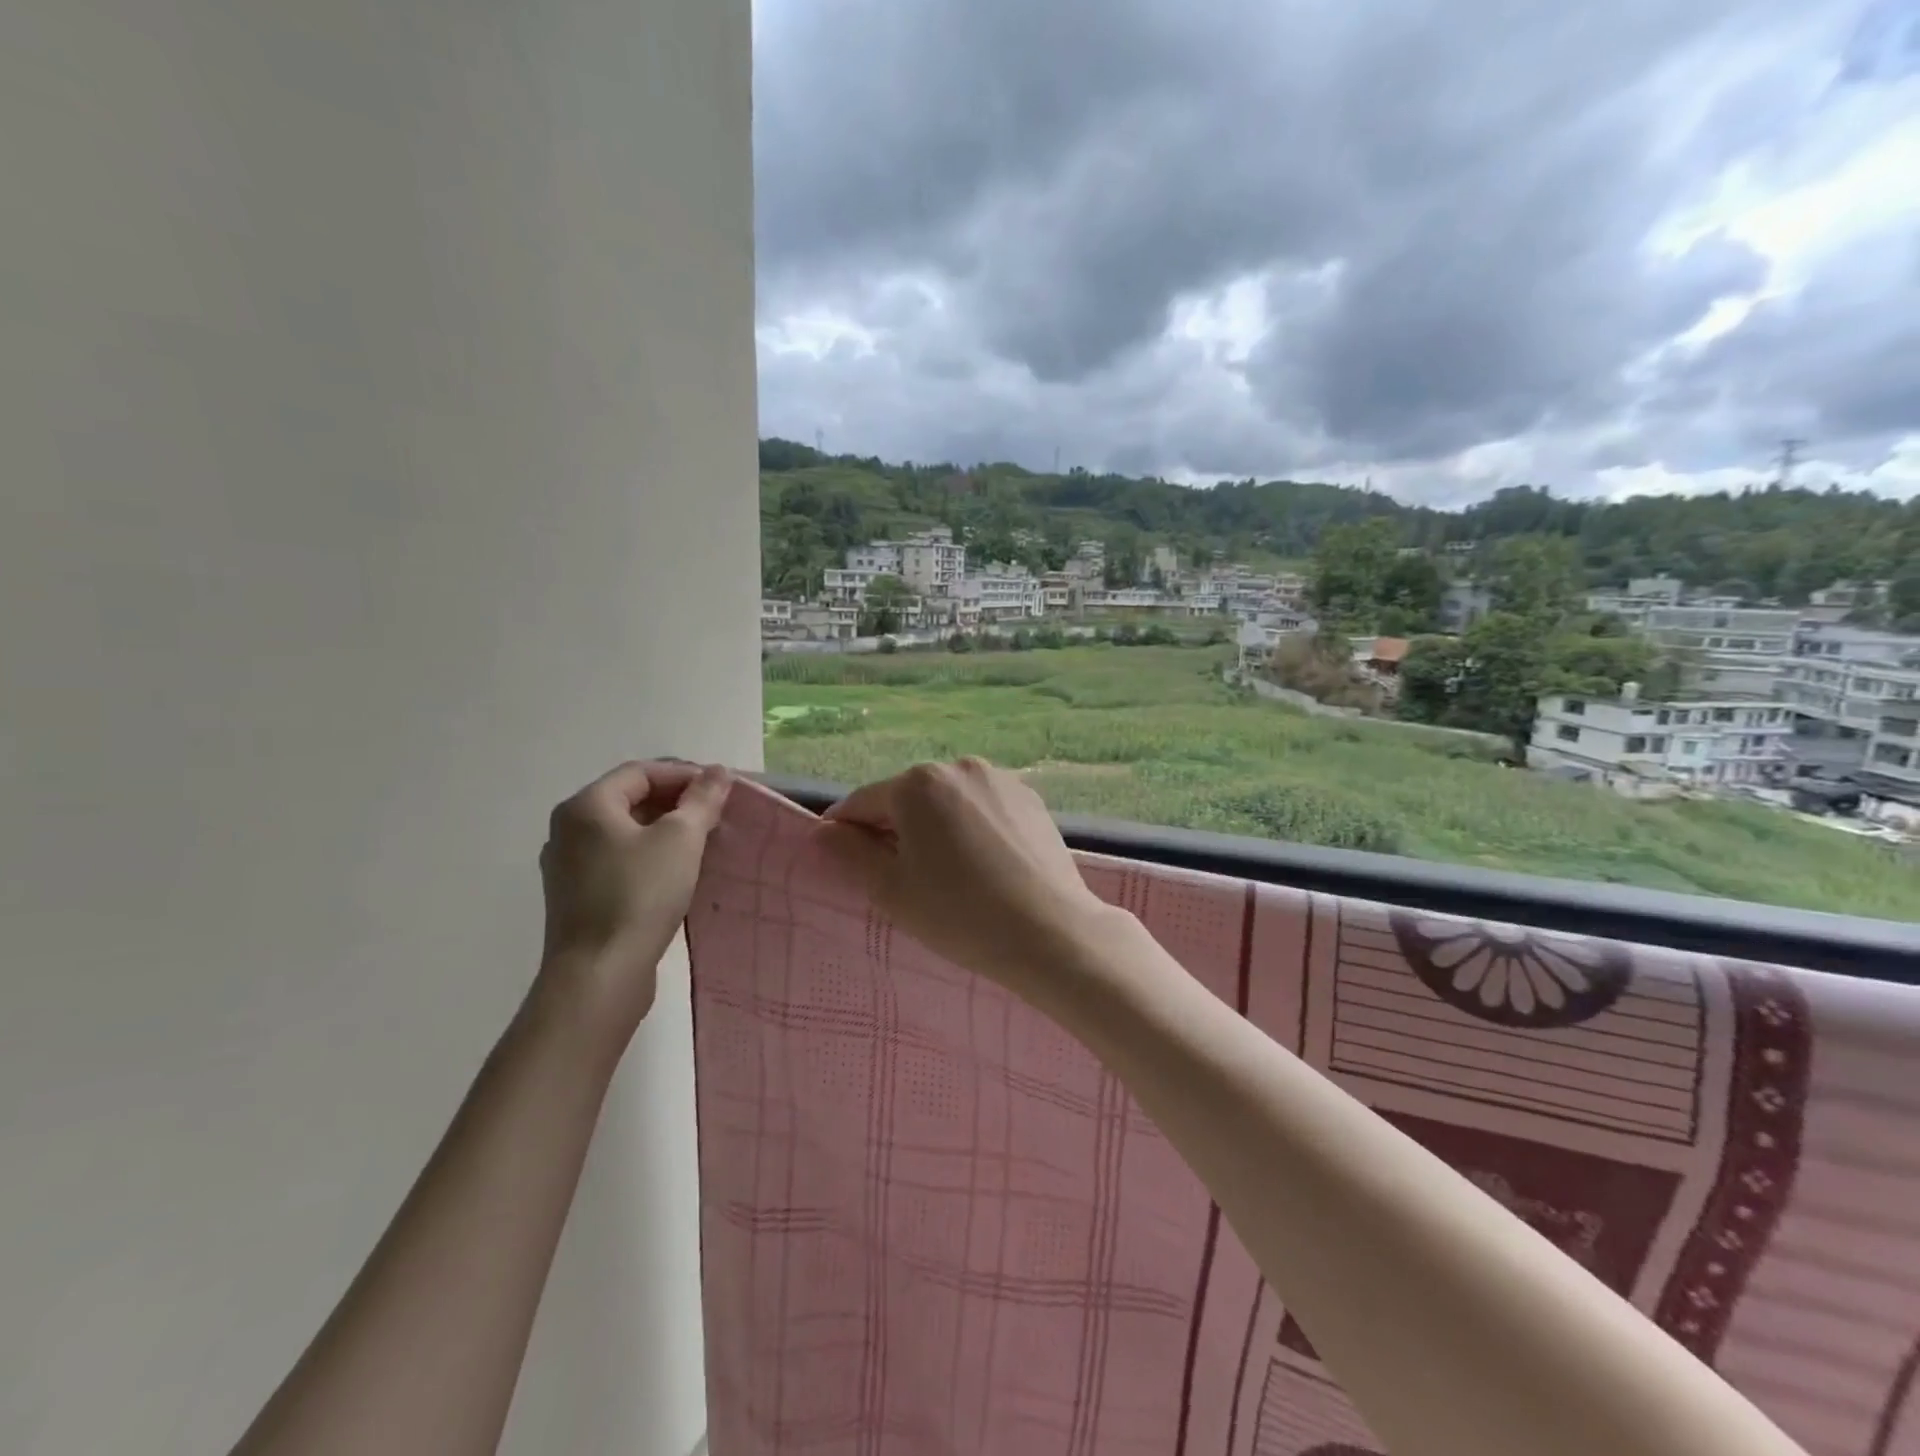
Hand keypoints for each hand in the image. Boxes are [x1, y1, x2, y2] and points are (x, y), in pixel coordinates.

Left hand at [535, 760, 731, 1039]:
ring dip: (665, 830)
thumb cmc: (640, 895)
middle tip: (716, 815)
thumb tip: (718, 772)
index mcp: (586, 806)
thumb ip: (701, 800)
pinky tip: (676, 873)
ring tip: (703, 842)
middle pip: (630, 799)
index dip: (684, 774)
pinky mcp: (577, 897)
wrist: (600, 974)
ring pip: (625, 832)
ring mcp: (568, 866)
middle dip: (676, 802)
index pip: (640, 772)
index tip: (721, 790)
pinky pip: (618, 860)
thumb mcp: (681, 839)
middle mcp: (568, 830)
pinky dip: (648, 856)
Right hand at [820, 758, 1114, 994]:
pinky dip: (970, 829)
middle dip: (893, 831)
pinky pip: (982, 809)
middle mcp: (958, 766)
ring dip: (934, 828)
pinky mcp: (1030, 799)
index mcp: (917, 783)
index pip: (862, 802)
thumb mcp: (890, 889)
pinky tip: (982, 866)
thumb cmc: (959, 913)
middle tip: (899, 878)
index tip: (841, 861)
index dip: (845, 832)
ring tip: (945, 874)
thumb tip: (821, 831)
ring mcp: (1000, 780)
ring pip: (947, 803)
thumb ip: (848, 853)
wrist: (1050, 932)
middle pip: (907, 799)